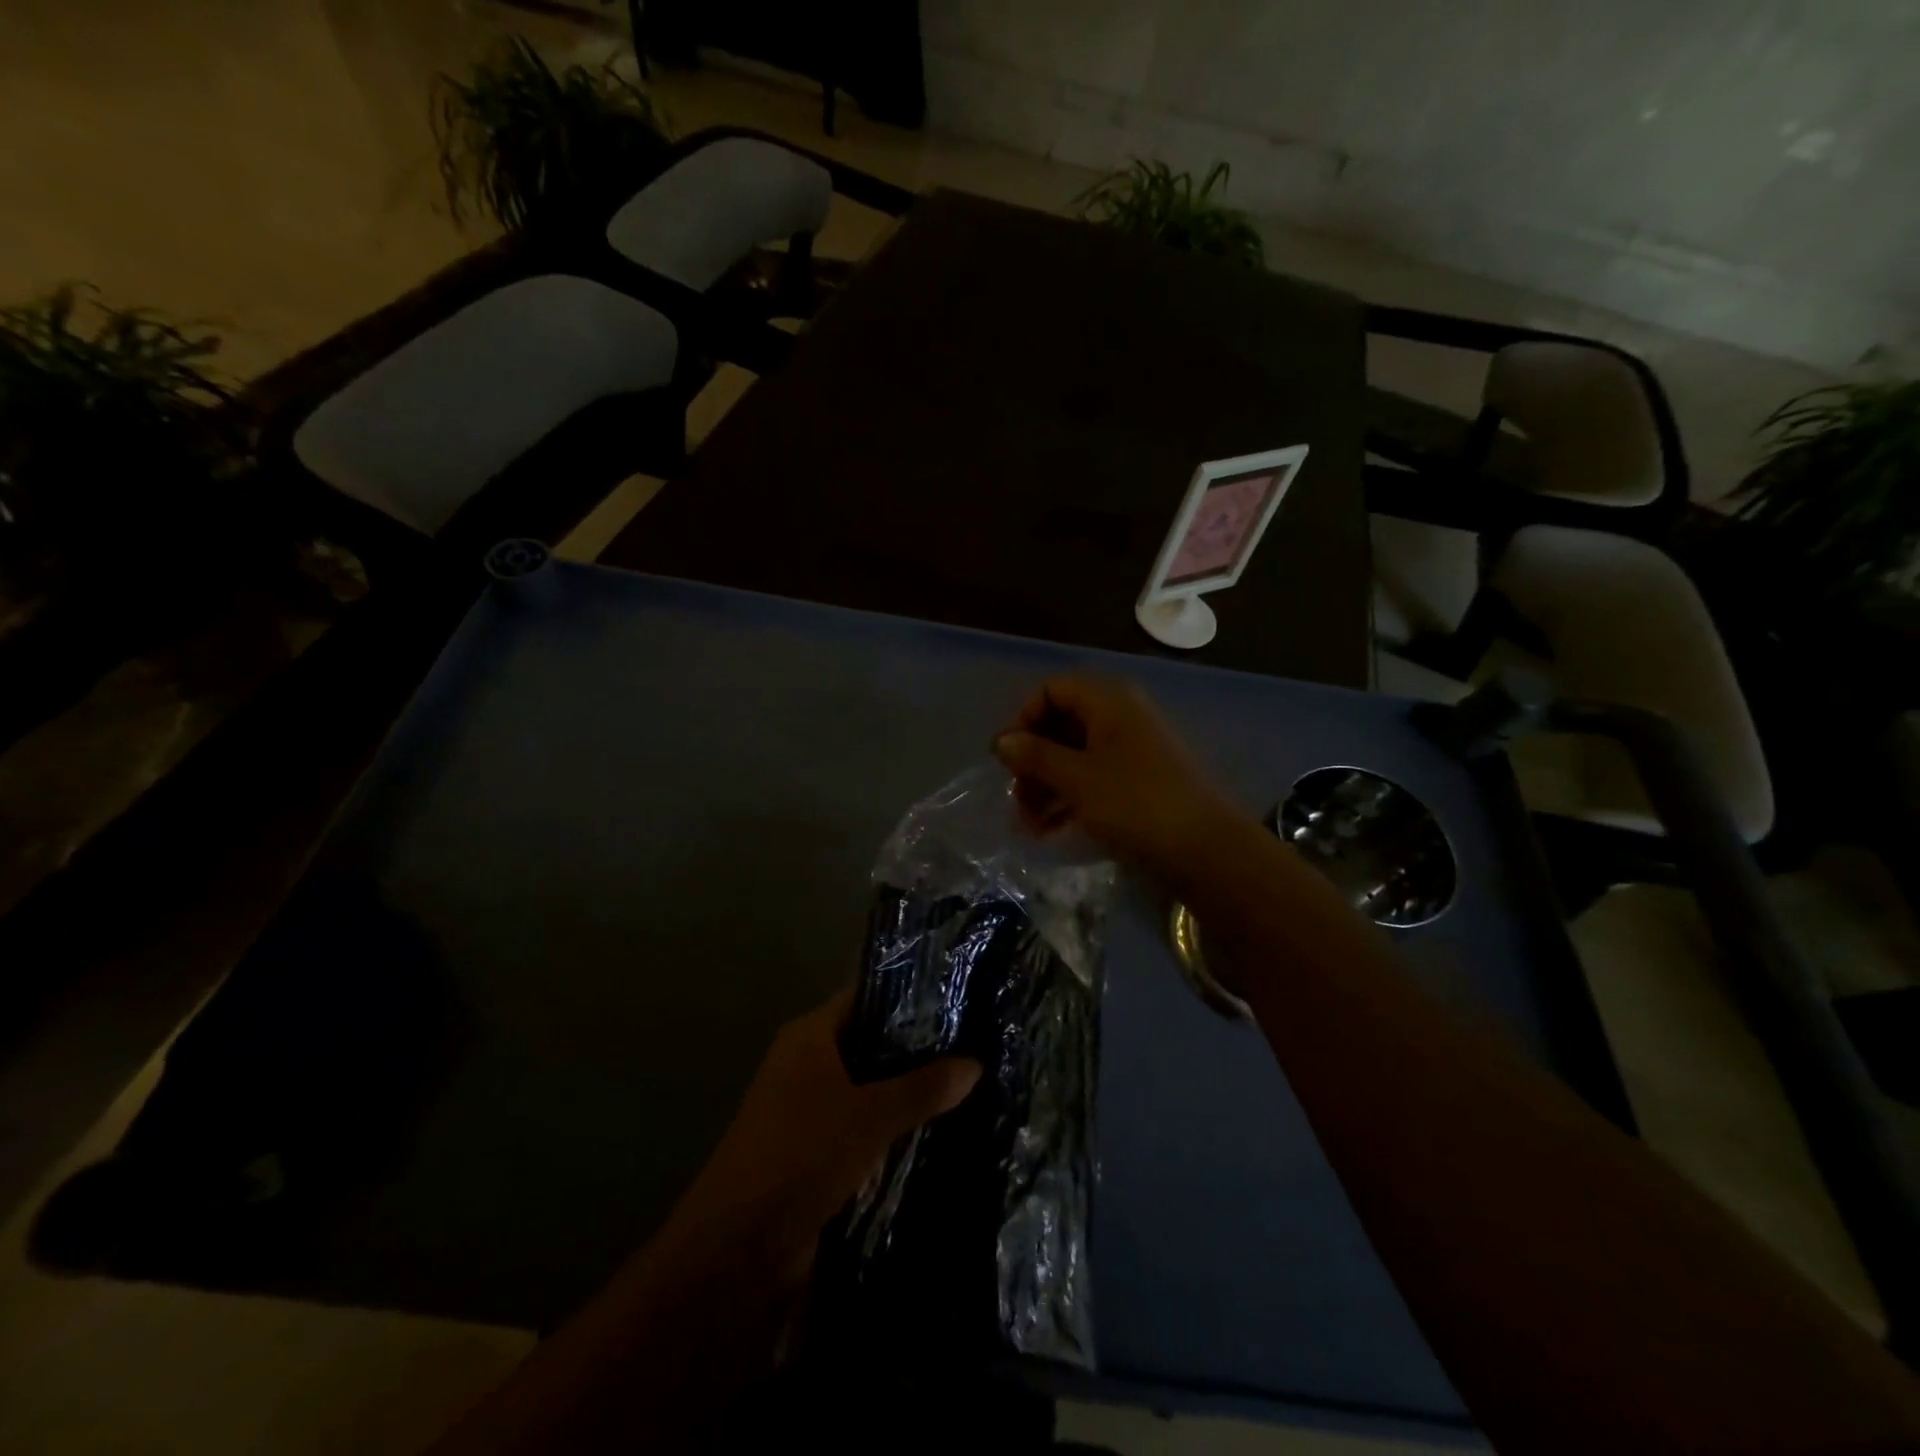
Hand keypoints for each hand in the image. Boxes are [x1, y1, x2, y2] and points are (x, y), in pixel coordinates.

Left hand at [657, 989, 979, 1282]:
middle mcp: (809, 1064)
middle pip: (872, 1044)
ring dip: (910, 1093)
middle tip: (977, 1043)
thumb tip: (976, 1063)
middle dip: (919, 1049)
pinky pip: (866, 1127)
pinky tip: (942, 1130)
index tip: (960, 999)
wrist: (738, 1250)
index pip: (867, 998)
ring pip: (872, 1089)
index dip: (910, 997)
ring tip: (972, 1084)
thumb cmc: (800, 1156)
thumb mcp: (869, 1117)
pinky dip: (896, 1128)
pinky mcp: (818, 1152)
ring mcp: (812, 1109)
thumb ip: (923, 1088)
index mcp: (810, 1036)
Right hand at [993, 675, 1244, 881]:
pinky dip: (1069, 798)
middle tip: (1016, 797)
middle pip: (1062, 723)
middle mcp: (1121, 716)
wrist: (1207, 850)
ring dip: (1046, 785)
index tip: (1006, 757)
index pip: (1052, 689)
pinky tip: (1051, 829)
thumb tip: (1002, 741)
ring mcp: (1133, 749)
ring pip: (1075, 755)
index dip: (1023, 718)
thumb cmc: (1136, 803)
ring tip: (1030, 824)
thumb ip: (1035, 756)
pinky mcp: (1140, 781)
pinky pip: (1094, 778)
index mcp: (1109, 701)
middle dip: (1032, 760)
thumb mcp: (1077, 779)